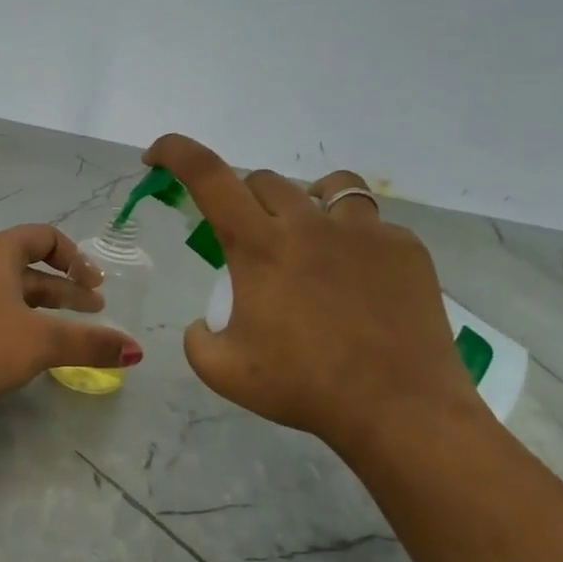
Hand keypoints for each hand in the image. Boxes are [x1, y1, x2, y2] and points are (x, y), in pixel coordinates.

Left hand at [0, 224, 142, 408]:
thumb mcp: (42, 343)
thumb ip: (90, 343)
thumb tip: (136, 351)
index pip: (45, 237)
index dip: (77, 260)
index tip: (95, 288)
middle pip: (25, 265)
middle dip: (63, 288)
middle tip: (93, 311)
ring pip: (2, 287)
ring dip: (36, 304)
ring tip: (61, 330)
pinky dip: (7, 315)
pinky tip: (15, 343)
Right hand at [145, 135, 478, 457]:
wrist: (400, 409)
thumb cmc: (304, 387)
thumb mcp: (223, 372)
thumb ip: (197, 340)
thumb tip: (203, 323)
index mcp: (259, 247)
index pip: (209, 177)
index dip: (177, 152)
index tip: (157, 155)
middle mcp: (309, 224)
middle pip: (264, 181)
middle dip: (243, 202)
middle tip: (247, 245)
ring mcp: (363, 232)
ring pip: (327, 188)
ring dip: (304, 208)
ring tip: (308, 245)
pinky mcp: (405, 248)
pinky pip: (370, 225)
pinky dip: (351, 241)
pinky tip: (356, 282)